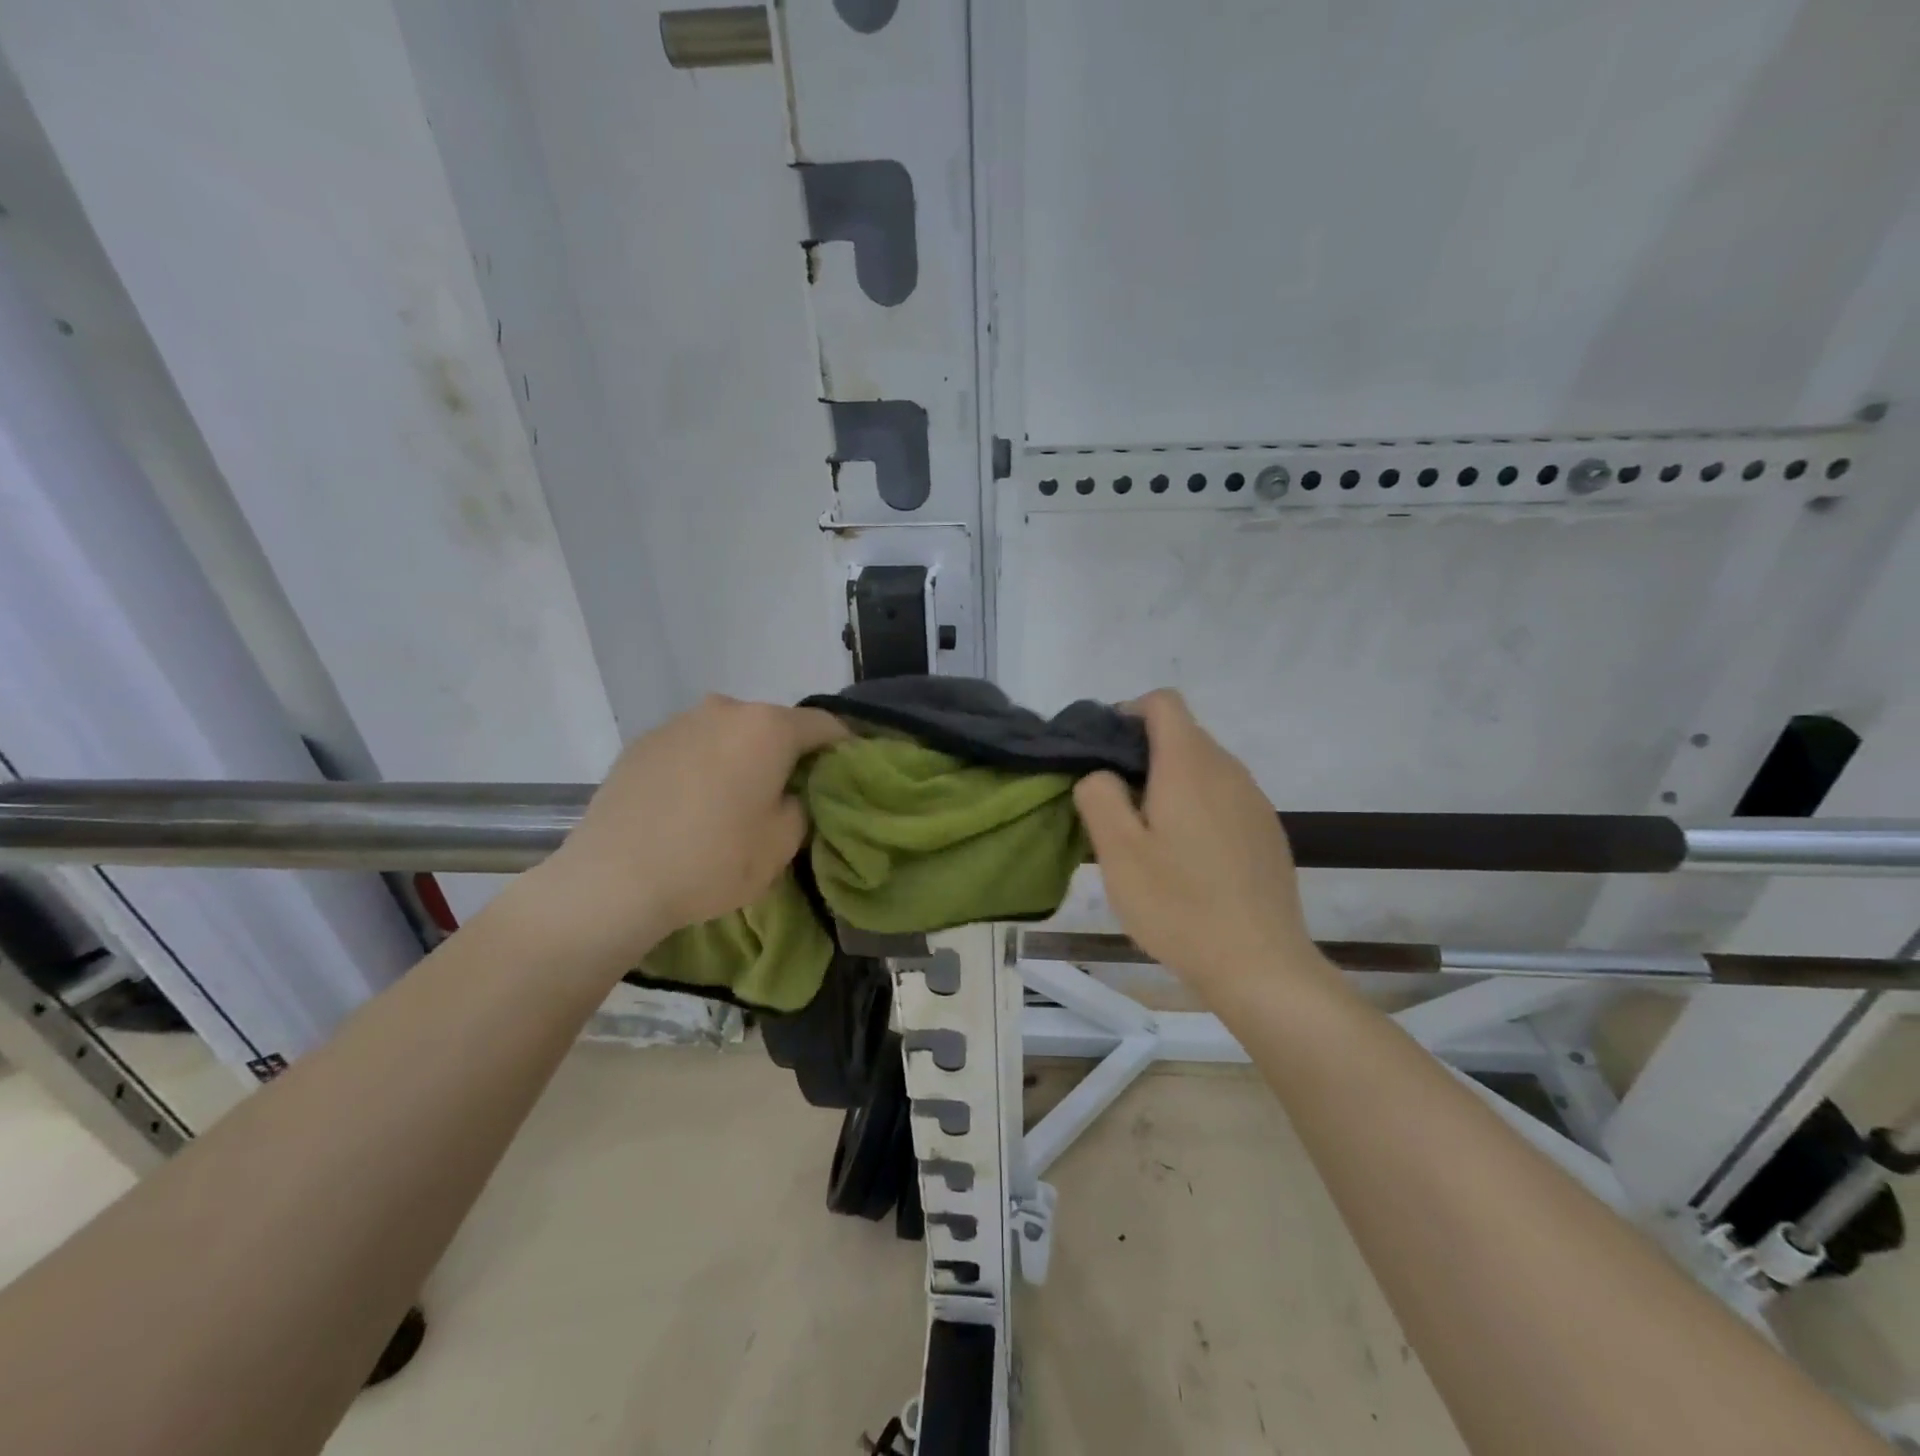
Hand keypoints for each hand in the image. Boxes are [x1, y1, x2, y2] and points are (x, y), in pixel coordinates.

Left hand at [524, 696, 845, 971]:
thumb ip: (802, 806)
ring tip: (736, 799)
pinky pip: (692, 746)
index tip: (848, 771)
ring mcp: (679, 722)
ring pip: (730, 733)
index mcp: (767, 728)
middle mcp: (725, 710)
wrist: (612, 881)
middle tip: (790, 791)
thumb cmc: (712, 861)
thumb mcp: (781, 844)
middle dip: (788, 752)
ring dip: (742, 756)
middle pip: (773, 725)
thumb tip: (792, 793)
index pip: (824, 725)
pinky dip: (704, 764)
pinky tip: (693, 803)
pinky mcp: (643, 742)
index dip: (843, 746)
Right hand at [1073, 690, 1334, 1001]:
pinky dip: (1198, 808)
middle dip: (1144, 754)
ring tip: (1149, 836)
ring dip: (1171, 784)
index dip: (1128, 714)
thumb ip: (1099, 795)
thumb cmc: (1179, 905)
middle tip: (1116, 805)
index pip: (1163, 702)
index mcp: (1190, 765)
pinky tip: (1188, 860)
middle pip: (1183, 735)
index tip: (1105, 753)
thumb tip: (1102, 773)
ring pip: (1204, 768)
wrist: (1260, 965)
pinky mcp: (1268, 832)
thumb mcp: (1118, 852)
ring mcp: (1255, 801)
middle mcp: (1229, 771)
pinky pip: (1225, 798)